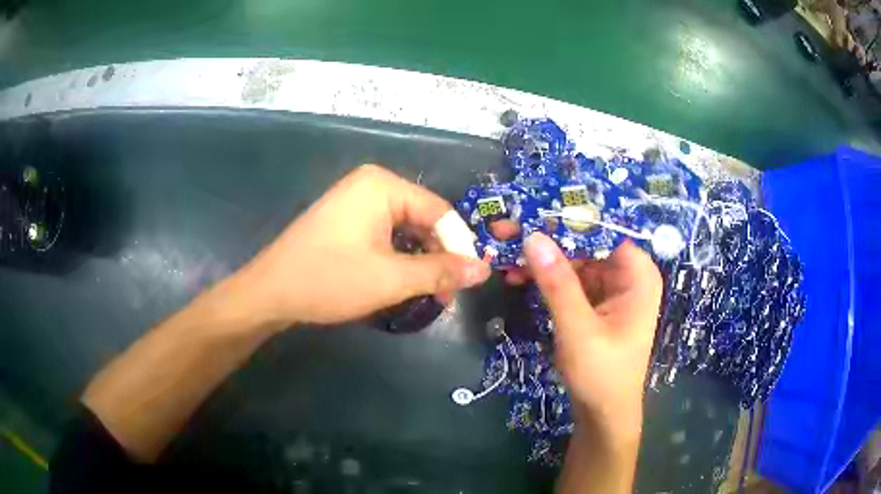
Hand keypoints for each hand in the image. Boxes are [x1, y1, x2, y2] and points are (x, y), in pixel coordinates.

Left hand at [238, 164, 489, 327]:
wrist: (269, 293)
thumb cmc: (329, 279)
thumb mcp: (391, 278)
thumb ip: (441, 272)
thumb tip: (484, 269)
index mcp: (383, 185)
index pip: (440, 212)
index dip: (459, 246)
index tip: (470, 280)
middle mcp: (371, 185)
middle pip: (423, 219)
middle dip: (438, 257)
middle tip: (447, 294)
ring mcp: (355, 201)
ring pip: (405, 230)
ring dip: (420, 262)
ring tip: (429, 294)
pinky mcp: (345, 220)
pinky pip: (385, 235)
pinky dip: (399, 259)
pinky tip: (403, 282)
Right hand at [521, 233, 661, 440]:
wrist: (603, 414)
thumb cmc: (602, 374)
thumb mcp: (579, 329)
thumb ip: (558, 284)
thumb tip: (533, 237)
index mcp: (638, 274)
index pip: (603, 231)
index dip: (567, 219)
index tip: (529, 213)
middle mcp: (627, 275)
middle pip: (586, 243)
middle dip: (547, 238)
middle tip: (507, 230)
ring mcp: (611, 289)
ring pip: (574, 260)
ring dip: (542, 258)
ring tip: (505, 253)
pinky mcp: (595, 304)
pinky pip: (570, 280)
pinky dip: (546, 278)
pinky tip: (519, 276)